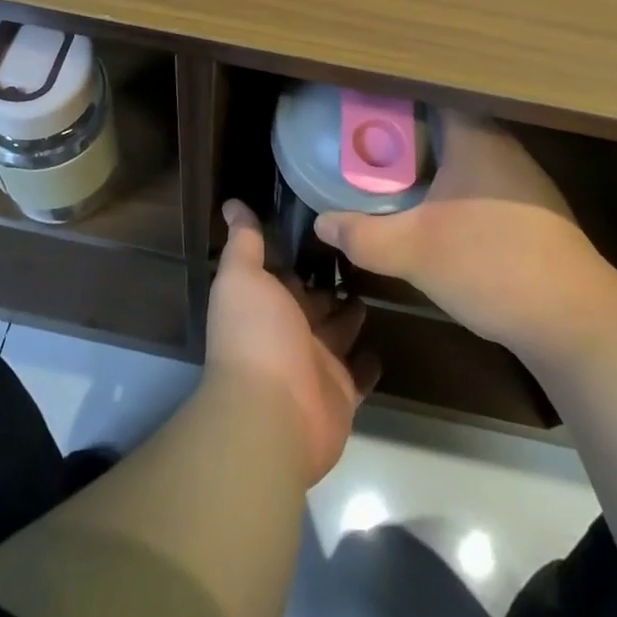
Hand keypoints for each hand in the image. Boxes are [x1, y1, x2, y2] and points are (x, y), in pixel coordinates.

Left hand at [205, 200, 378, 485]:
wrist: (273, 413)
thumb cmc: (256, 334)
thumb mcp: (243, 277)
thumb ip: (244, 241)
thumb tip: (232, 203)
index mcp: (266, 301)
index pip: (286, 270)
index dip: (301, 248)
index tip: (329, 220)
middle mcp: (290, 329)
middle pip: (316, 298)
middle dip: (333, 278)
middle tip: (364, 249)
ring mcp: (318, 362)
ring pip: (340, 330)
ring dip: (353, 313)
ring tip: (379, 281)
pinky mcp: (343, 391)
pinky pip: (360, 373)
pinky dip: (369, 361)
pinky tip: (384, 342)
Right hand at [314, 112, 612, 358]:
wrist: (577, 322)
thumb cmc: (491, 265)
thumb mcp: (414, 251)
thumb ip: (363, 234)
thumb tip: (322, 223)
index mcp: (475, 136)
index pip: (430, 94)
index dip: (395, 97)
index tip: (363, 107)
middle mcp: (502, 146)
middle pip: (446, 124)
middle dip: (407, 133)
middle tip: (368, 146)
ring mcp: (524, 179)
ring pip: (466, 155)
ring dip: (433, 164)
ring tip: (394, 177)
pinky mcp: (536, 211)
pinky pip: (483, 182)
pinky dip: (456, 188)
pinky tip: (438, 214)